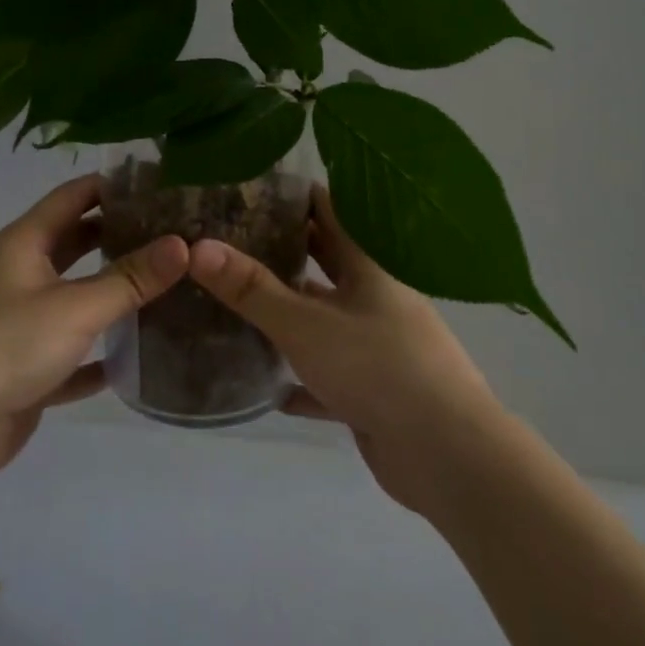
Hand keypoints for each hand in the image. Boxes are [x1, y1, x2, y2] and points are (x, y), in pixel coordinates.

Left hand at [0, 174, 187, 490]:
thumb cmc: (4, 346)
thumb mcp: (75, 306)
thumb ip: (130, 278)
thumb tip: (183, 244)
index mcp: (23, 244)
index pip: (73, 197)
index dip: (113, 187)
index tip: (161, 185)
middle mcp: (19, 276)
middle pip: (75, 244)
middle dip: (119, 237)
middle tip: (174, 236)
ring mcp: (19, 324)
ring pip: (75, 300)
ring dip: (112, 295)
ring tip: (167, 288)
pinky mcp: (24, 370)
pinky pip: (71, 354)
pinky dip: (98, 354)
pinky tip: (135, 358)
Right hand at [187, 188, 504, 512]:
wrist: (446, 454)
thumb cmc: (377, 368)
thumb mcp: (305, 323)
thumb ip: (251, 288)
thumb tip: (198, 247)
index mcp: (369, 268)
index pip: (331, 212)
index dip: (294, 198)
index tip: (250, 191)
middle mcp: (377, 300)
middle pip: (328, 264)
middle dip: (286, 253)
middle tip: (233, 244)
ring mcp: (379, 347)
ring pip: (327, 321)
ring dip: (291, 317)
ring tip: (240, 307)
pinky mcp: (375, 392)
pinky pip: (330, 378)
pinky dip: (303, 380)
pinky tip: (270, 389)